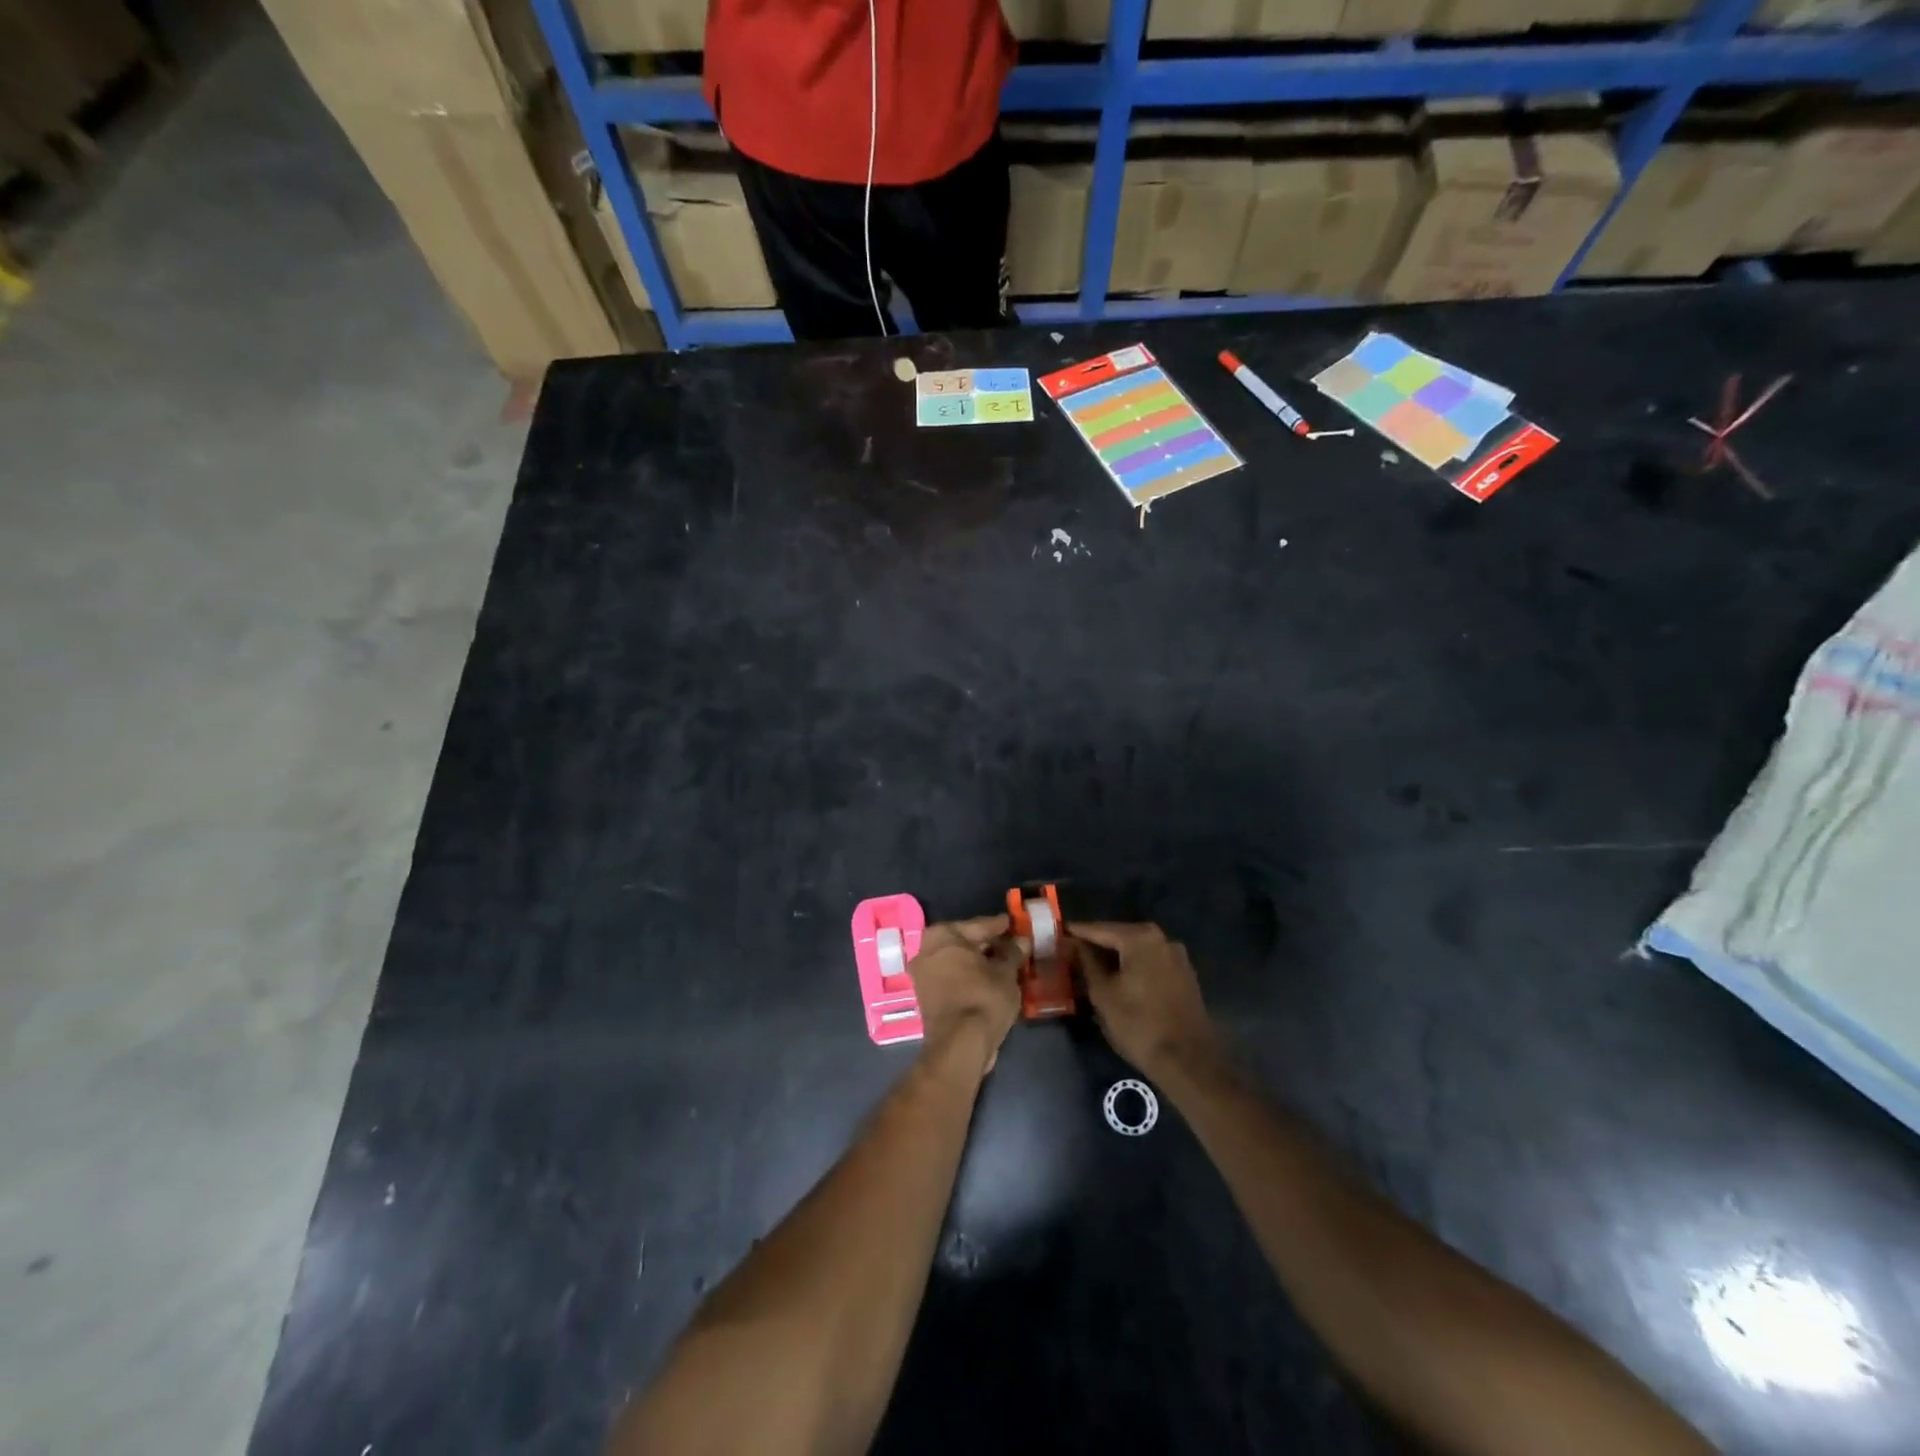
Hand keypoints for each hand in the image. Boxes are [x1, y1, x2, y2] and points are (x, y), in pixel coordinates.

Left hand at [909, 916, 1026, 1074]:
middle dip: (988, 945)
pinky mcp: (927, 999)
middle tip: (1012, 946)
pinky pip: (954, 980)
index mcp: (942, 936)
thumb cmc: (983, 998)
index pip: (978, 925)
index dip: (1000, 926)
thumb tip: (1021, 940)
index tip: (1014, 924)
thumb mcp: (1006, 972)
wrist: (960, 1045)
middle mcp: (926, 951)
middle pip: (965, 943)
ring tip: (1006, 965)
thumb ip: (1012, 952)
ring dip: (979, 964)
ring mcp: (923, 976)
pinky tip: (991, 983)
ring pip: (958, 963)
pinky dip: (970, 979)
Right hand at [1074, 921, 1221, 1082]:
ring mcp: (1177, 956)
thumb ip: (1086, 962)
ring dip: (1115, 957)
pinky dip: (1133, 967)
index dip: (1077, 933)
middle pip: (1120, 936)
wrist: (1188, 1061)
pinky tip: (1119, 980)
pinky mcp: (1184, 975)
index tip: (1057, 933)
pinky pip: (1151, 962)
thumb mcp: (1102, 994)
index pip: (1099, 929)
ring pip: (1136, 950)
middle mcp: (1162, 939)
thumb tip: (1072, 943)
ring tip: (1092, 969)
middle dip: (1096, 945)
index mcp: (1140, 938)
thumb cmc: (1138, 1025)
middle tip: (1071, 953)